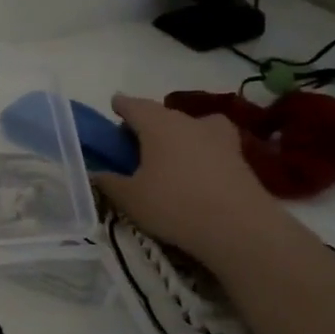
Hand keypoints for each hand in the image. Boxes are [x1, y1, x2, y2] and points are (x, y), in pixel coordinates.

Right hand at [94, 94, 289, 264]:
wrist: (239, 228)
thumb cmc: (174, 205)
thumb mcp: (129, 198)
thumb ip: (108, 182)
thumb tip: (94, 173)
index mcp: (158, 124)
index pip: (133, 105)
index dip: (121, 105)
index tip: (114, 106)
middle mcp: (188, 122)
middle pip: (163, 115)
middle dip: (147, 123)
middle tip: (134, 142)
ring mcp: (219, 137)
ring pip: (191, 127)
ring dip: (178, 134)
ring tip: (169, 155)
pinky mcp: (239, 157)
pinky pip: (210, 146)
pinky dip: (199, 152)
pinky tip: (194, 172)